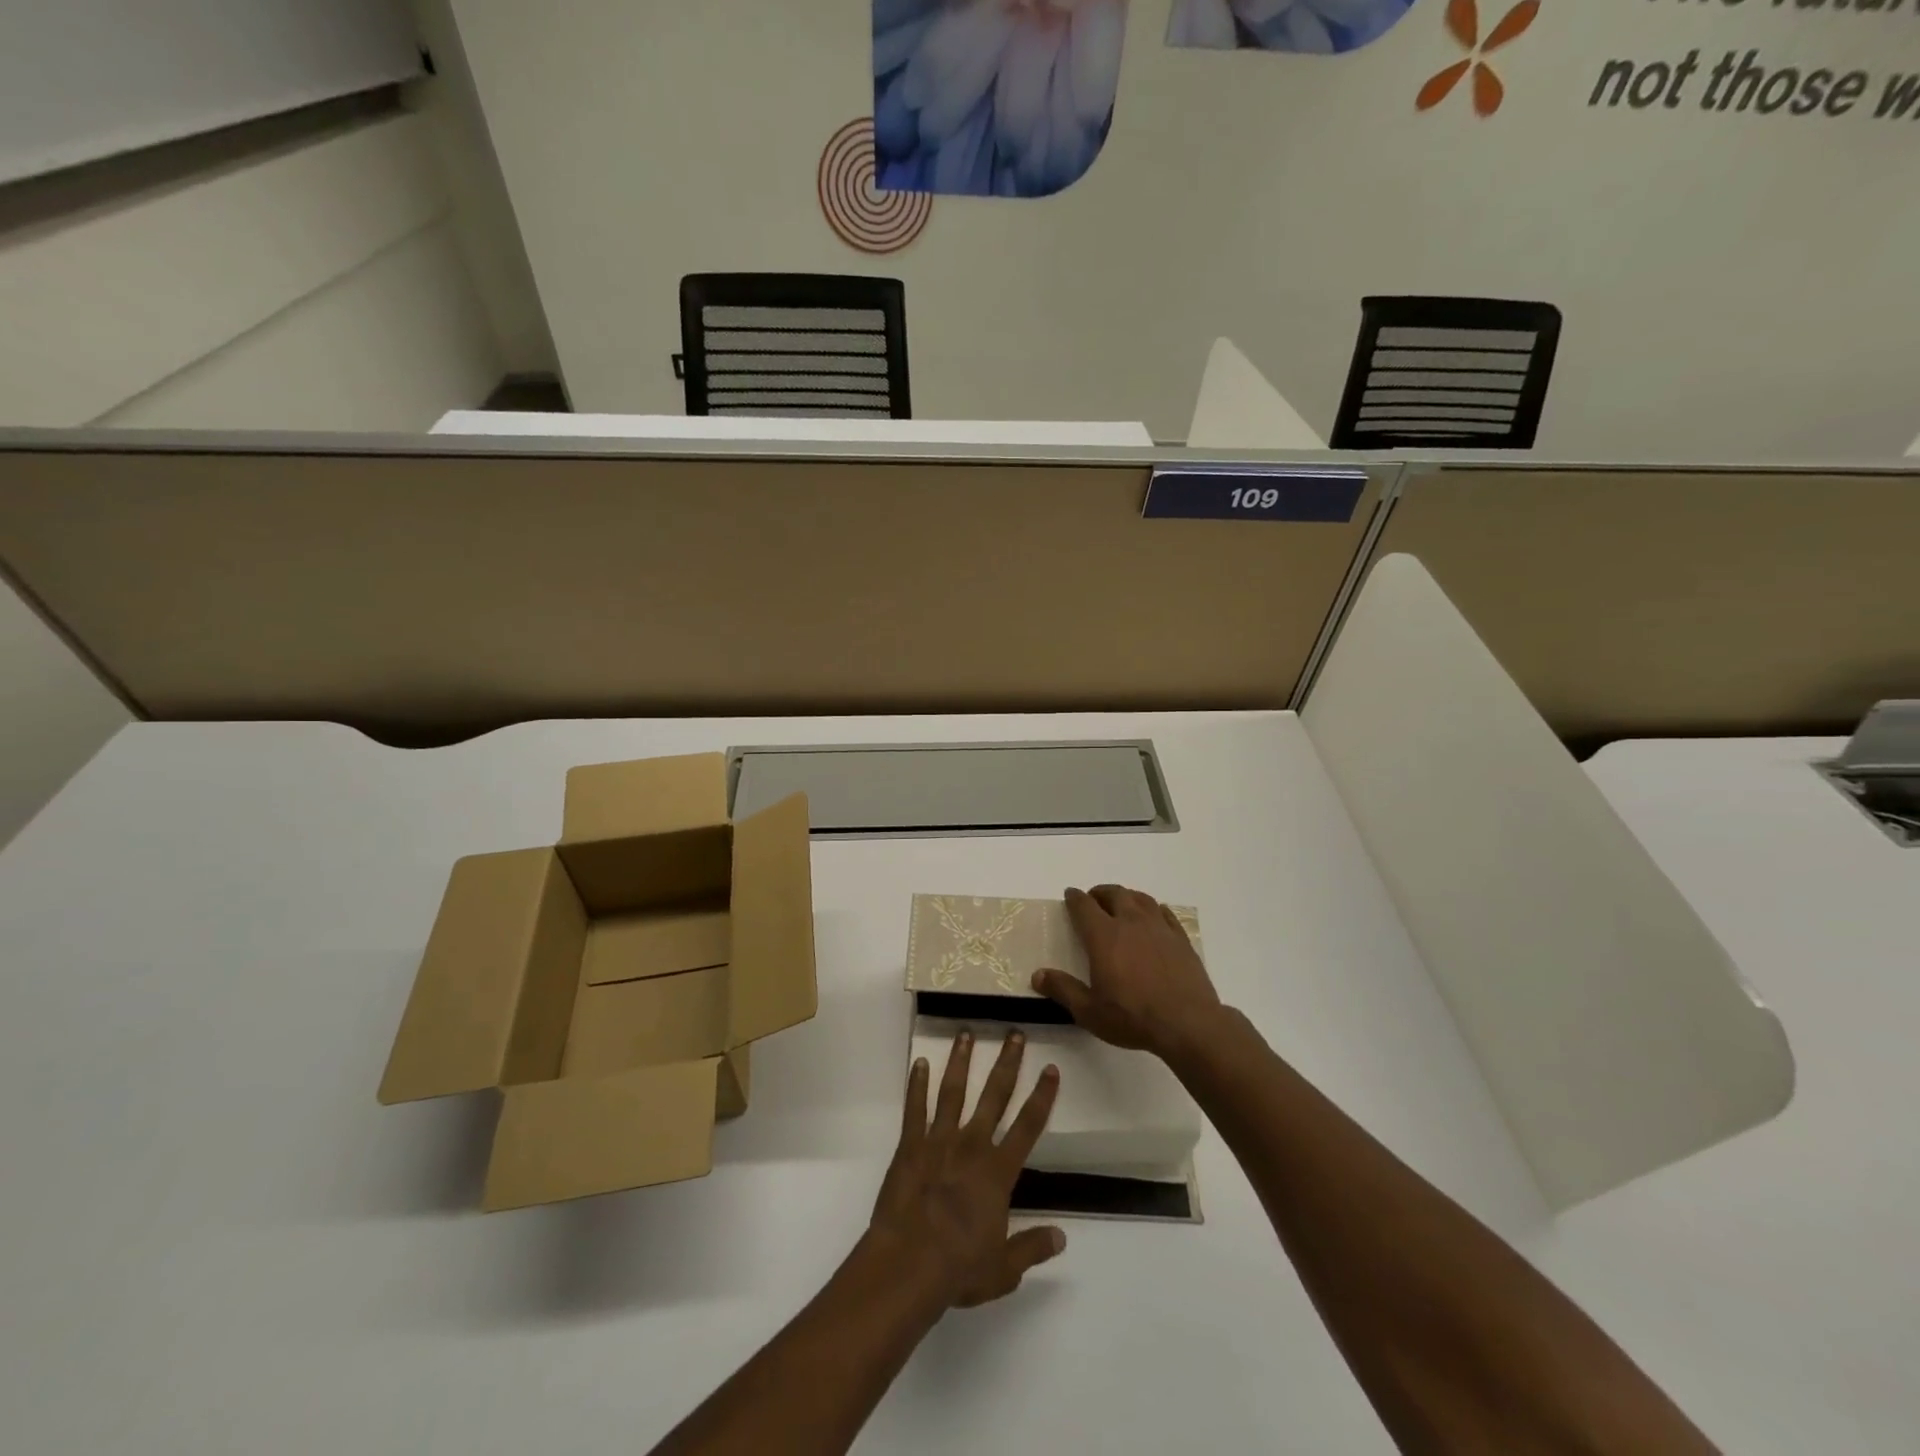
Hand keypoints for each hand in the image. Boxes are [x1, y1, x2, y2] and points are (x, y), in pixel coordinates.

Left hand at [868, 1030, 1064, 1309]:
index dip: (1042, 1096)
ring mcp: (938, 1141)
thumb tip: (1062, 1237)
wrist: (908, 1264)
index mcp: (998, 1172)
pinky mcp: (909, 1146)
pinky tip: (919, 1062)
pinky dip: (916, 1084)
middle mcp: (972, 1146)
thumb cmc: (958, 1268)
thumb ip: (1032, 1247)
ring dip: (961, 1061)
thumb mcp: (1004, 1268)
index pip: (1028, 1126)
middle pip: (994, 1096)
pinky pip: (914, 1108)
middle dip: (1007, 1063)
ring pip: (953, 1091)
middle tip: (1015, 1034)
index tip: (1051, 1068)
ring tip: (965, 1033)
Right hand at [1032, 884, 1223, 1057]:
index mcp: (1104, 936)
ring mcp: (1159, 928)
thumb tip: (1038, 975)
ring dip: (1127, 896)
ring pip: (1140, 899)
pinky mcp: (1181, 939)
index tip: (1070, 895)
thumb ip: (1063, 989)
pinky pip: (1165, 913)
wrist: (1188, 1023)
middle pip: (1114, 894)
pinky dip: (1153, 909)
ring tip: (1121, 903)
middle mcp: (1131, 923)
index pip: (1084, 906)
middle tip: (1094, 899)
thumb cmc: (1133, 1017)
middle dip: (1100, 893)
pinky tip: (1154, 917)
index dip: (1074, 898)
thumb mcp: (1089, 1011)